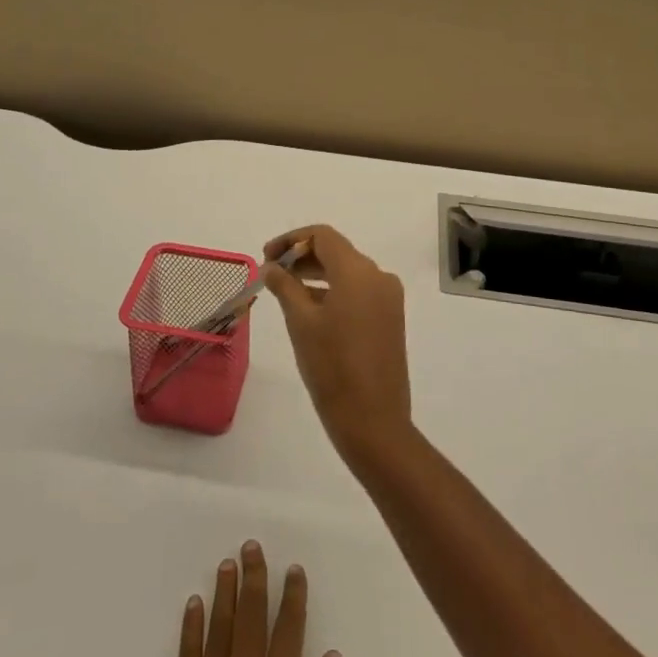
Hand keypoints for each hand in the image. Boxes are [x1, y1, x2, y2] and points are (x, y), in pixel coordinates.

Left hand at [163, 540, 341, 656]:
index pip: (289, 628)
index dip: (293, 595)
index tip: (295, 568)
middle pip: (251, 614)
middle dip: (254, 577)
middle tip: (253, 546)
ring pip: (219, 624)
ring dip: (224, 591)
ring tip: (227, 563)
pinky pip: (188, 652)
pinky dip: (191, 625)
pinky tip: (194, 603)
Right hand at [263, 226, 412, 467]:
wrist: (373, 421)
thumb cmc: (332, 367)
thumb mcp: (301, 322)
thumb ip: (285, 286)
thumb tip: (272, 266)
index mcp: (358, 271)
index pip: (322, 236)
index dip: (291, 240)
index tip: (267, 256)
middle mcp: (378, 277)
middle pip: (336, 252)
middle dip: (303, 256)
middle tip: (272, 272)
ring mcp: (388, 298)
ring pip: (348, 272)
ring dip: (317, 274)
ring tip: (286, 290)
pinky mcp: (390, 318)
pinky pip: (359, 291)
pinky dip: (334, 291)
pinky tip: (310, 309)